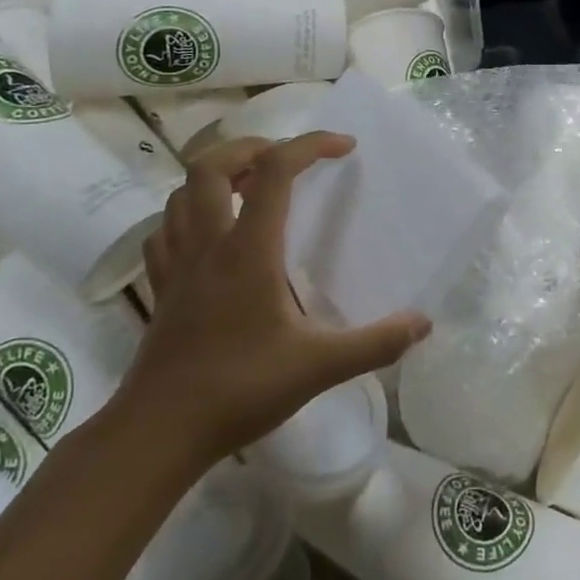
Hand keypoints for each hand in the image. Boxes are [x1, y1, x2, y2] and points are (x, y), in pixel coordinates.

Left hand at [120, 132, 431, 466]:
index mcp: (248, 250)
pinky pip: (166, 232)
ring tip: (250, 189)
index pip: (275, 171)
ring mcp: (178, 266)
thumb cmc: (239, 391)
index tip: (344, 147)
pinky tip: (209, 235)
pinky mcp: (161, 289)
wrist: (157, 434)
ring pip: (180, 194)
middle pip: (211, 166)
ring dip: (216, 178)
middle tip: (285, 160)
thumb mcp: (318, 368)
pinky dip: (187, 216)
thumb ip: (374, 344)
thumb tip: (422, 323)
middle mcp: (208, 245)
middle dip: (250, 148)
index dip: (310, 145)